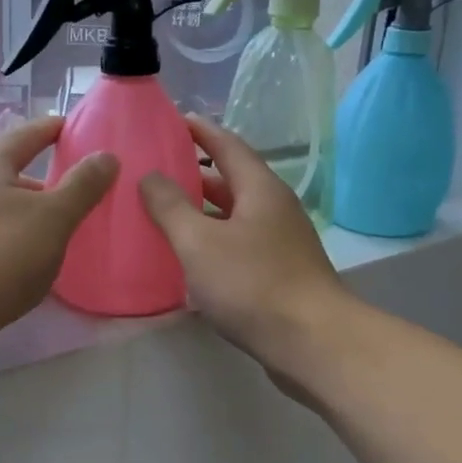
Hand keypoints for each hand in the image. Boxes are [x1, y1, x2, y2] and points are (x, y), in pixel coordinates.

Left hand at [0, 117, 117, 371]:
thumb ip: (82, 186)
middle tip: (87, 188)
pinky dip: (25, 243)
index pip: (26, 135)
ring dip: (37, 215)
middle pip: (15, 174)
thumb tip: (106, 156)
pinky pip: (2, 241)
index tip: (79, 127)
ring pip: (9, 212)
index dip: (54, 129)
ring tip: (72, 229)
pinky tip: (44, 263)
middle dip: (49, 179)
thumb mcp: (52, 217)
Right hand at [139, 117, 353, 381]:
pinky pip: (238, 247)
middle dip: (194, 174)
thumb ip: (170, 206)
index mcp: (260, 189)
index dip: (199, 130)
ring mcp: (280, 244)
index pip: (227, 145)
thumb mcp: (199, 242)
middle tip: (155, 171)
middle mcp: (274, 209)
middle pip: (231, 180)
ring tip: (163, 213)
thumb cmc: (252, 284)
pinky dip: (212, 244)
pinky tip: (188, 259)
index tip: (171, 120)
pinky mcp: (278, 275)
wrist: (311, 342)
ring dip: (201, 212)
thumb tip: (150, 176)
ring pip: (233, 217)